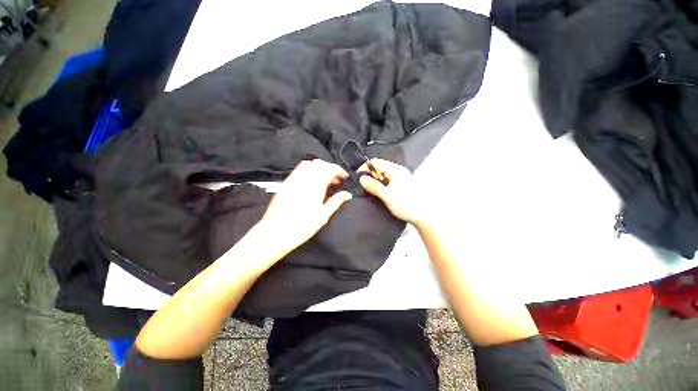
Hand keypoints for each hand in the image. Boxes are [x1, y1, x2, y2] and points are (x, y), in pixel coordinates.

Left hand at [254, 159, 351, 256]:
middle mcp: (304, 179)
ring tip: (323, 180)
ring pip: (308, 164)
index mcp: (315, 186)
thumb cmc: (302, 227)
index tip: (344, 177)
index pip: (330, 169)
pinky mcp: (285, 184)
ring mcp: (293, 180)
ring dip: (318, 168)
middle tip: (335, 179)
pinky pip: (298, 170)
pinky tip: (310, 183)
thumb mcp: (323, 216)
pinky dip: (308, 171)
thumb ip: (336, 202)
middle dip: (330, 168)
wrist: (275, 233)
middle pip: (319, 163)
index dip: (339, 170)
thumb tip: (347, 194)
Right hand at [358, 158, 424, 225]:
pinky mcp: (401, 183)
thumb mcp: (387, 196)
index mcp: (396, 170)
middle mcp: (398, 170)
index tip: (358, 178)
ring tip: (369, 189)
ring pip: (383, 173)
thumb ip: (374, 186)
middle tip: (363, 185)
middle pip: (379, 166)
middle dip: (369, 174)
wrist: (423, 215)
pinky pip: (387, 179)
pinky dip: (380, 183)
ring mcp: (400, 176)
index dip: (364, 168)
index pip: (376, 162)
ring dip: (375, 179)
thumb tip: (361, 178)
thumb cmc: (406, 205)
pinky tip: (378, 191)